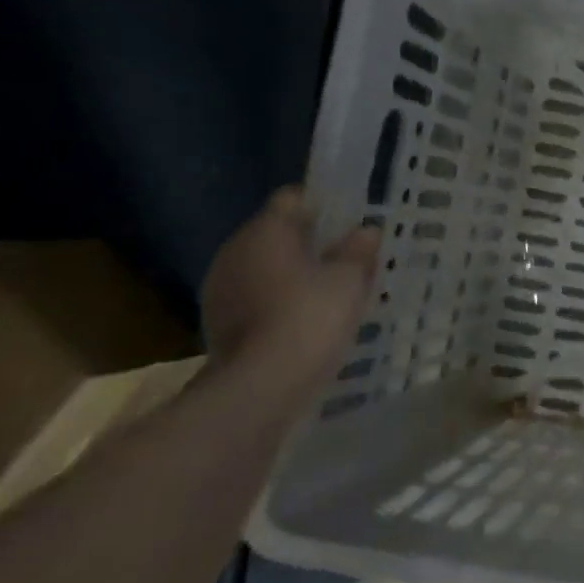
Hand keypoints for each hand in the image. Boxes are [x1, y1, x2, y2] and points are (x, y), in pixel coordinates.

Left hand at [201, 187, 379, 389]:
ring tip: (330, 289)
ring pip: (265, 266)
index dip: (324, 204)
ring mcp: (220, 287)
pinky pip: (256, 295)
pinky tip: (306, 317)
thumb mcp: (351, 279)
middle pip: (276, 232)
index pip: (293, 198)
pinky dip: (279, 299)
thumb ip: (359, 250)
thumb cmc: (312, 317)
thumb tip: (365, 230)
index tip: (351, 219)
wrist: (262, 384)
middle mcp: (235, 250)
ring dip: (293, 272)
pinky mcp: (218, 320)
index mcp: (266, 231)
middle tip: (348, 256)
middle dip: (310, 241)